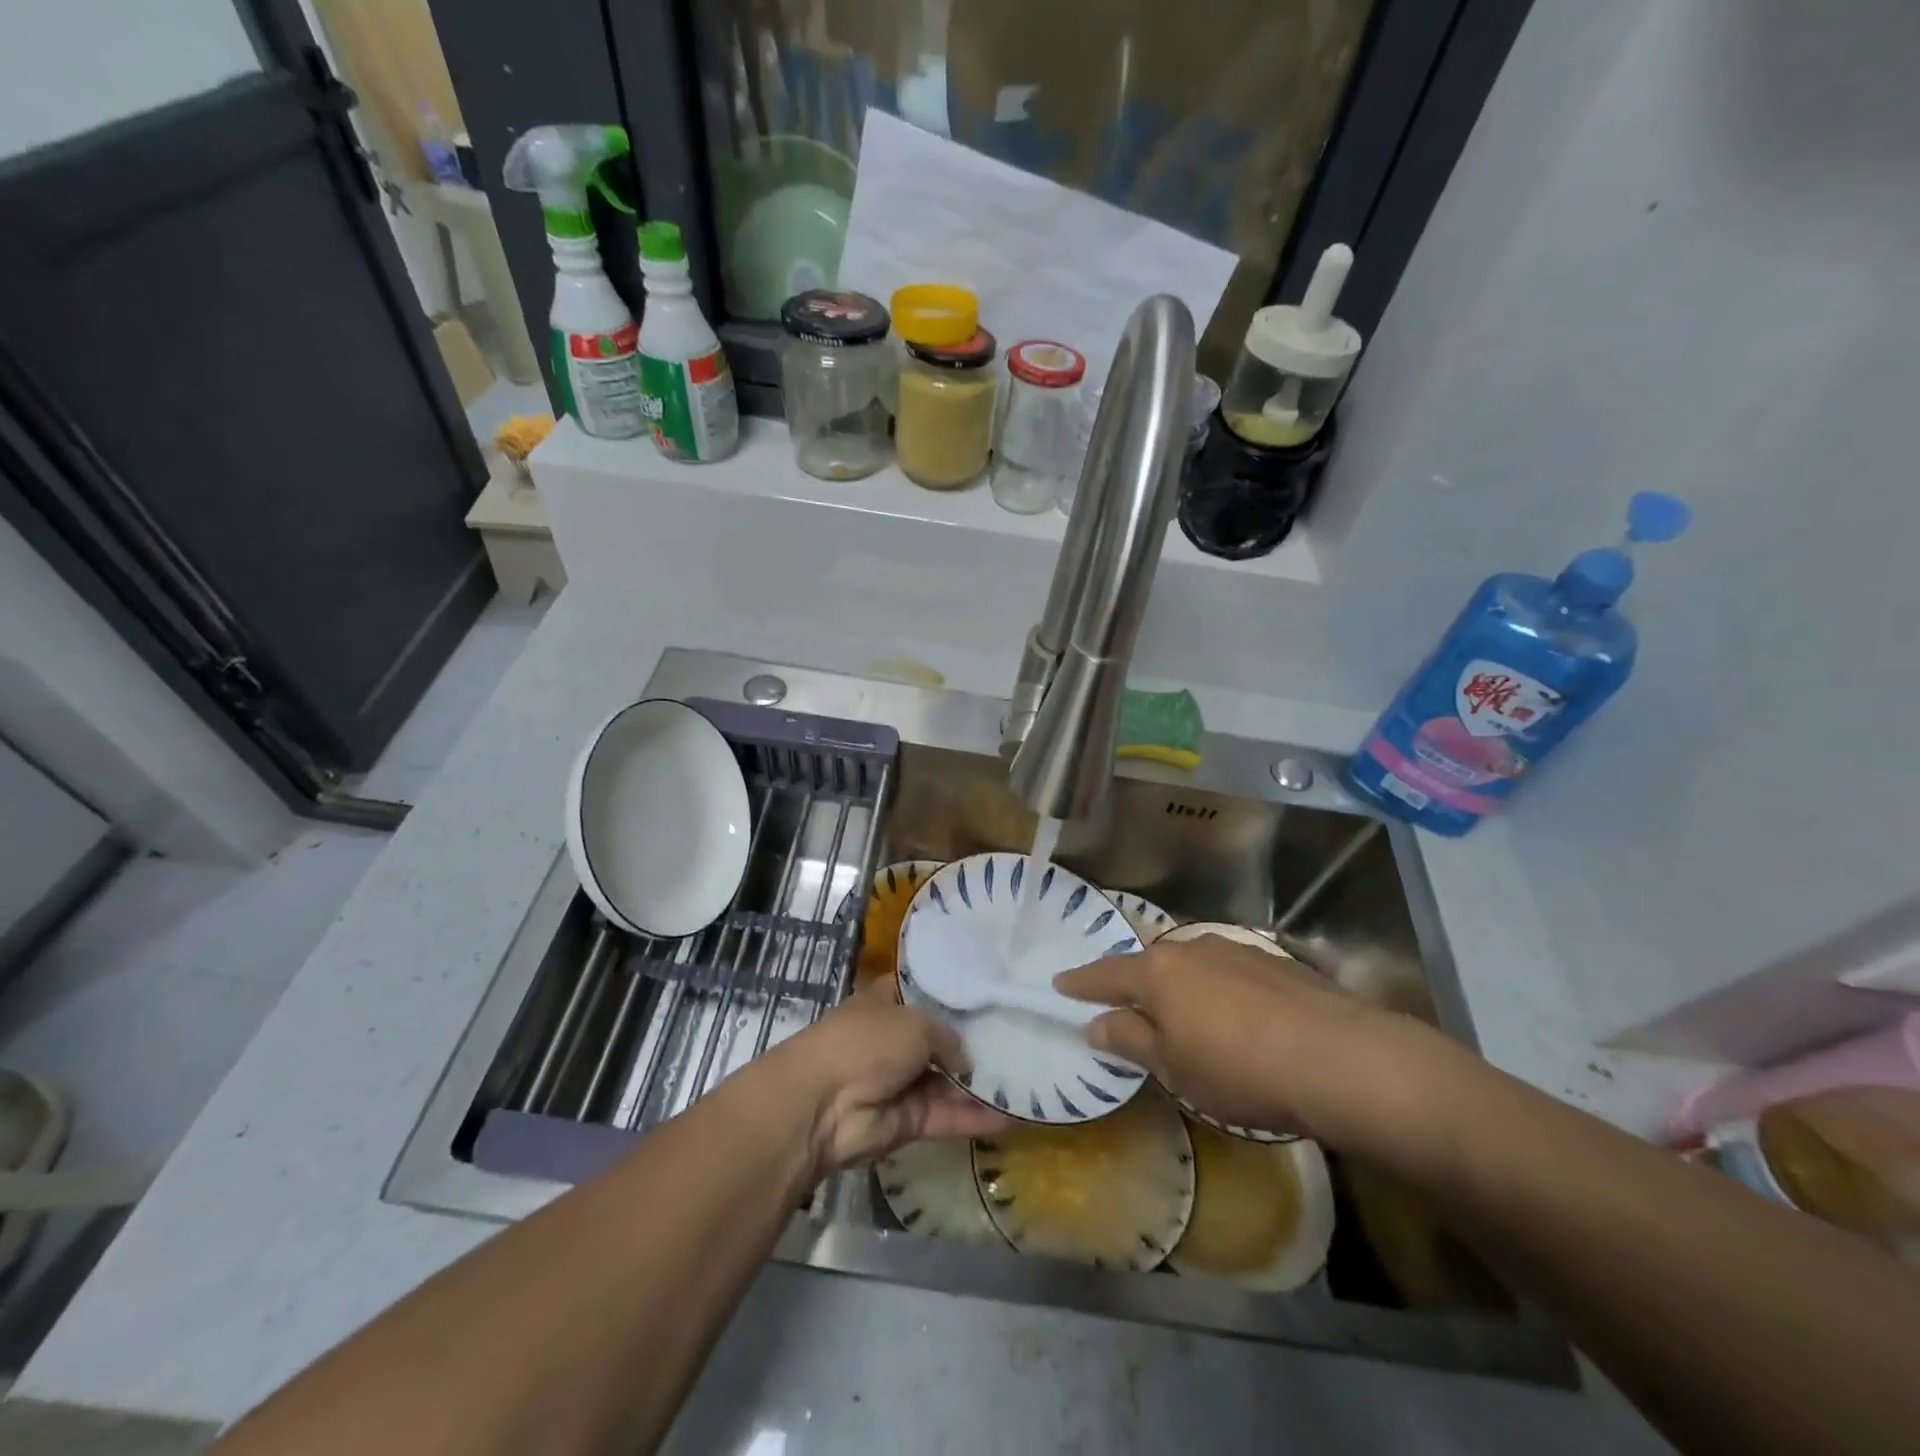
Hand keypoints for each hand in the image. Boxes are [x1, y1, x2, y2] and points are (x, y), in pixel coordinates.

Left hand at [769, 976, 1008, 1172]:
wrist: (823, 1105)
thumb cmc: (866, 1042)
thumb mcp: (916, 1022)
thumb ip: (948, 1036)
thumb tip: (966, 1059)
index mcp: (887, 1002)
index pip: (925, 993)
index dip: (954, 994)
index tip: (991, 994)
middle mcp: (895, 1039)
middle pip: (941, 1040)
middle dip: (975, 1042)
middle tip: (1021, 1039)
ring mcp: (901, 1082)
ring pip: (948, 1081)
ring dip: (980, 1083)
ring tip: (1026, 1079)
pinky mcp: (908, 1121)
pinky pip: (947, 1115)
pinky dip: (976, 1117)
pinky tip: (1013, 1115)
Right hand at [1055, 934, 1434, 1148]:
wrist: (1341, 1059)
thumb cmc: (1240, 1070)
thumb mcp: (1175, 1068)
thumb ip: (1132, 1041)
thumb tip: (1096, 1024)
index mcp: (1158, 972)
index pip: (1106, 975)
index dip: (1081, 983)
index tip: (1060, 984)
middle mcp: (1193, 948)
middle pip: (1152, 966)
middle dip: (1139, 987)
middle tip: (1132, 1013)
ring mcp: (1238, 950)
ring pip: (1195, 967)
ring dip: (1185, 990)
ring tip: (1191, 1022)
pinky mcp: (1277, 962)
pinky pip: (1232, 974)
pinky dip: (1223, 993)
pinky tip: (1242, 1022)